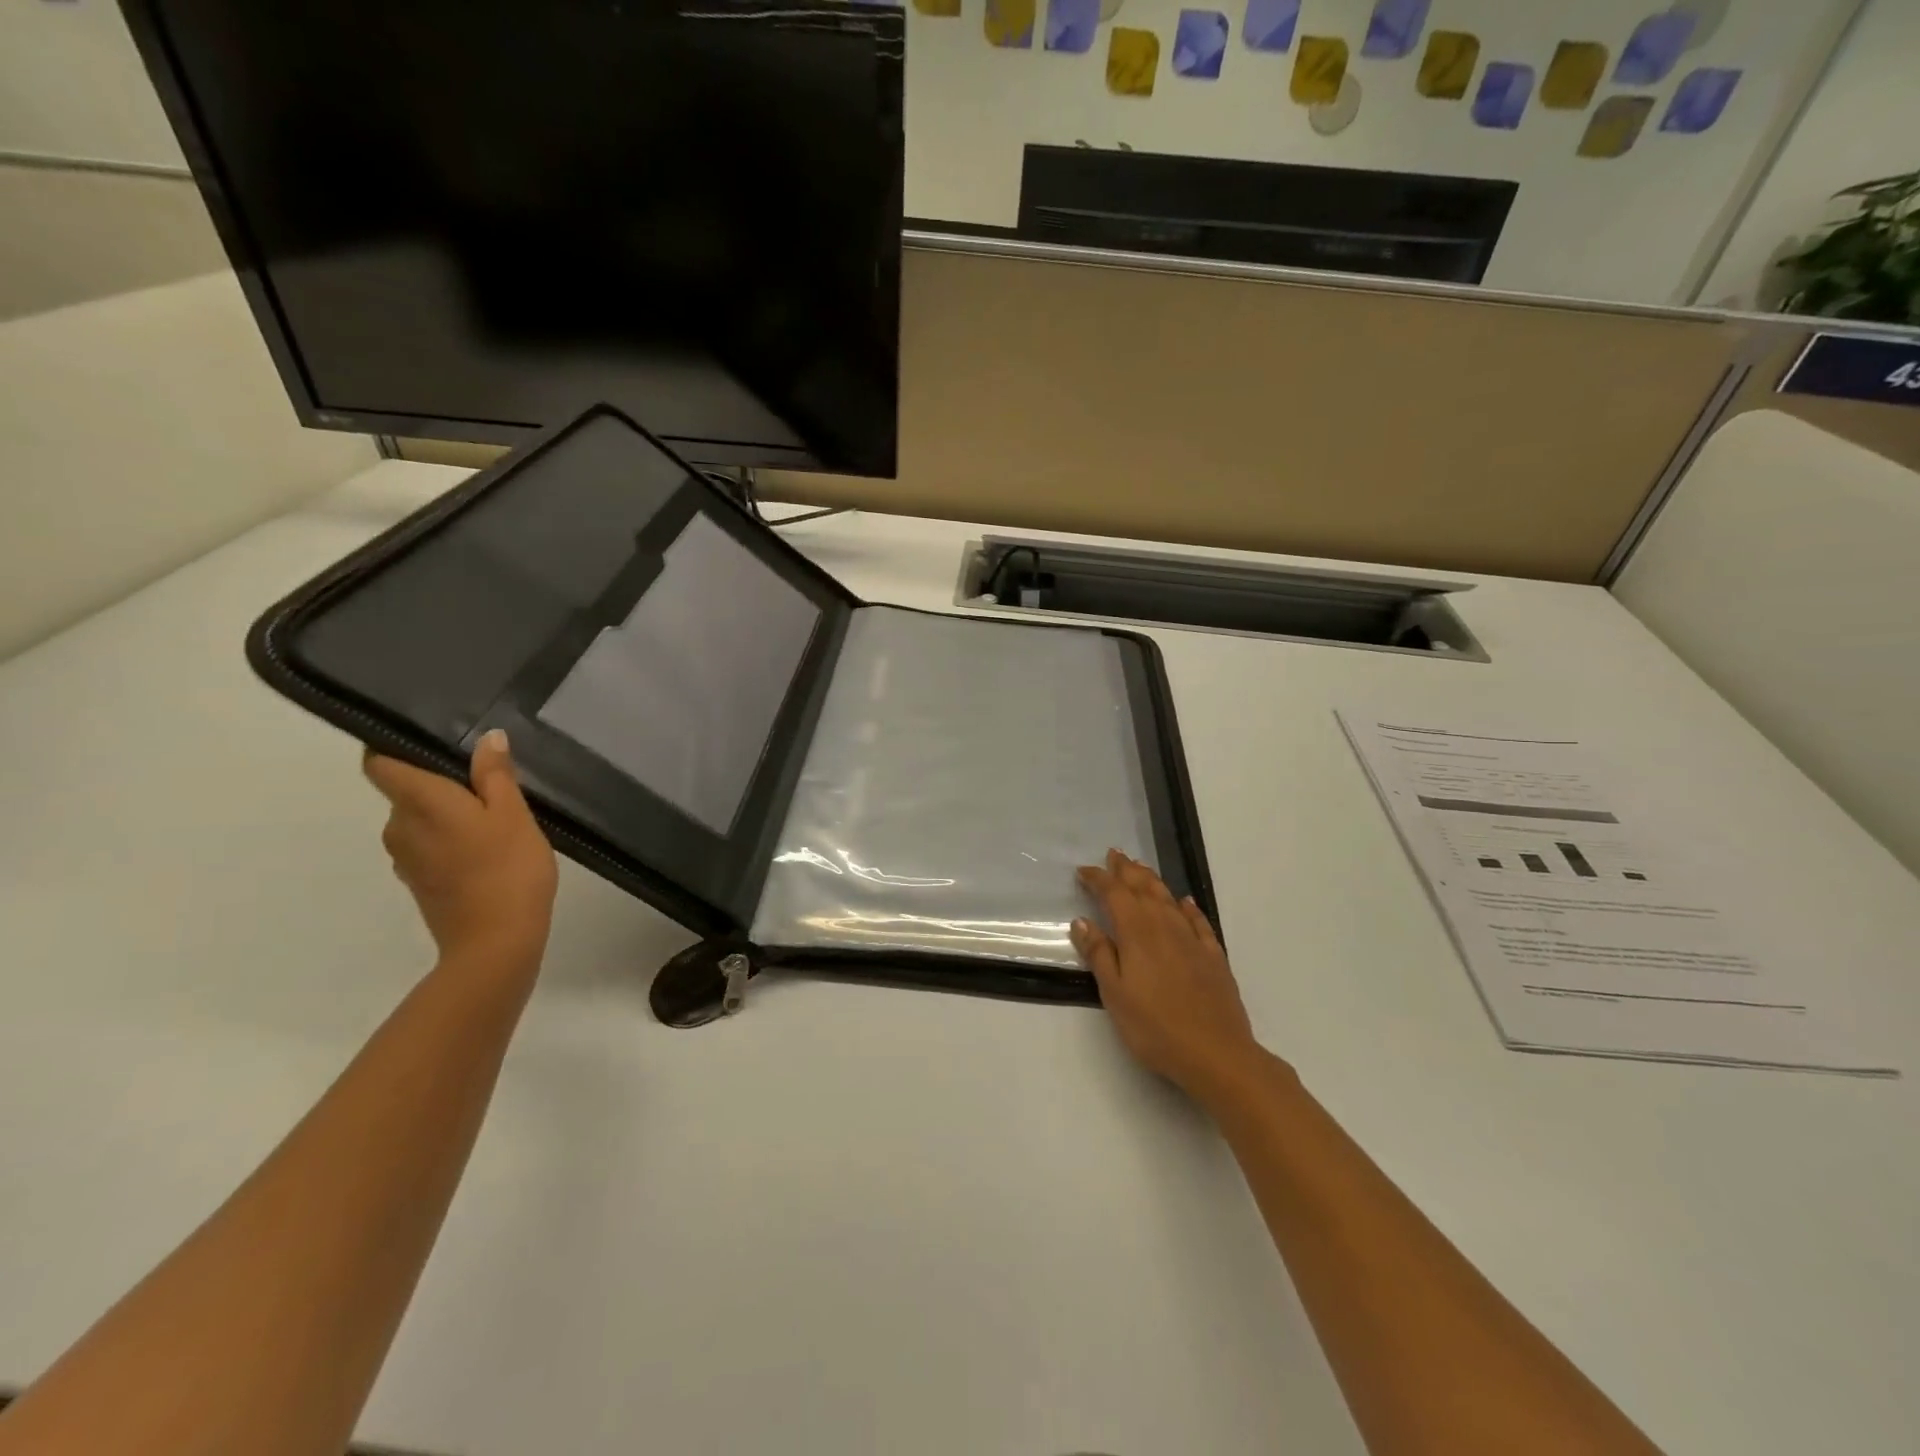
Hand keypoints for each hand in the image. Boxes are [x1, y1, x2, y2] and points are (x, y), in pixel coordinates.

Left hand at [363, 729, 557, 975]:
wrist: (496, 941)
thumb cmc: (507, 869)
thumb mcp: (514, 814)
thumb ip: (496, 774)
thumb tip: (487, 738)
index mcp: (418, 802)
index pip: (379, 762)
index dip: (395, 746)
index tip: (432, 740)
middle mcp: (398, 826)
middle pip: (405, 791)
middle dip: (439, 782)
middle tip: (488, 781)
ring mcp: (405, 858)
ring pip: (420, 820)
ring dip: (448, 814)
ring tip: (494, 816)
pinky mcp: (420, 882)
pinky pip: (428, 846)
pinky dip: (451, 840)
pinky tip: (488, 849)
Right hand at [1073, 850, 1263, 1101]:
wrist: (1217, 1054)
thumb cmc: (1156, 1028)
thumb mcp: (1115, 995)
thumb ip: (1099, 955)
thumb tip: (1082, 921)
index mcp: (1137, 933)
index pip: (1114, 894)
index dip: (1098, 879)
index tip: (1083, 871)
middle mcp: (1164, 926)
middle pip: (1143, 888)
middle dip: (1126, 870)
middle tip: (1113, 854)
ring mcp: (1192, 940)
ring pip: (1169, 898)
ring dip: (1152, 880)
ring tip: (1140, 868)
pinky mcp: (1213, 956)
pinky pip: (1198, 921)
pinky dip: (1188, 907)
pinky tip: (1185, 902)